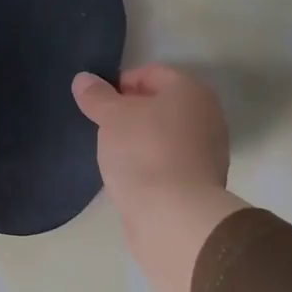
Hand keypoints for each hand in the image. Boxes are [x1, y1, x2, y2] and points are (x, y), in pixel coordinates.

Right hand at [72, 65, 246, 291]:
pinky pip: (168, 163)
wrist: (173, 217)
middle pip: (160, 105)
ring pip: (164, 136)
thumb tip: (83, 79)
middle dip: (130, 113)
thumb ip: (97, 96)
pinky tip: (129, 177)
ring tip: (112, 154)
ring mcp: (207, 152)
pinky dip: (150, 165)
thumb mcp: (112, 117)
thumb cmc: (144, 152)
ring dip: (139, 141)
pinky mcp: (200, 184)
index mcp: (191, 91)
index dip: (120, 83)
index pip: (151, 73)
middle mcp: (206, 116)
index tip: (97, 104)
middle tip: (102, 128)